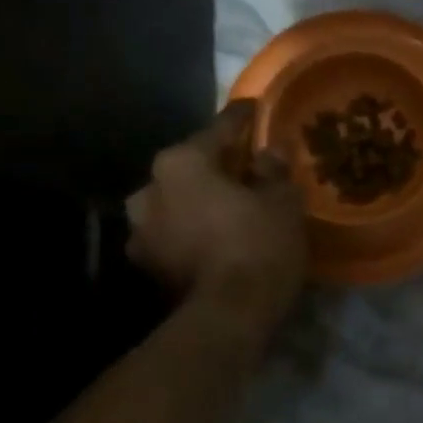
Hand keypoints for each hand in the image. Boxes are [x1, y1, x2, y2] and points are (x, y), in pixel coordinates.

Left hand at [126, 100, 307, 333]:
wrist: (228, 315)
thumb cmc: (258, 243)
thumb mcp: (282, 201)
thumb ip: (273, 170)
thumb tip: (269, 152)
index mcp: (181, 162)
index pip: (218, 129)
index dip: (241, 117)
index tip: (254, 108)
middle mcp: (149, 189)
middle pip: (190, 167)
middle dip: (216, 166)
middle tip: (246, 166)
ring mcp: (141, 231)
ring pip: (177, 202)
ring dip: (200, 201)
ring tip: (231, 206)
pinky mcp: (146, 266)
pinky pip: (175, 234)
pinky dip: (193, 231)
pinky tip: (217, 238)